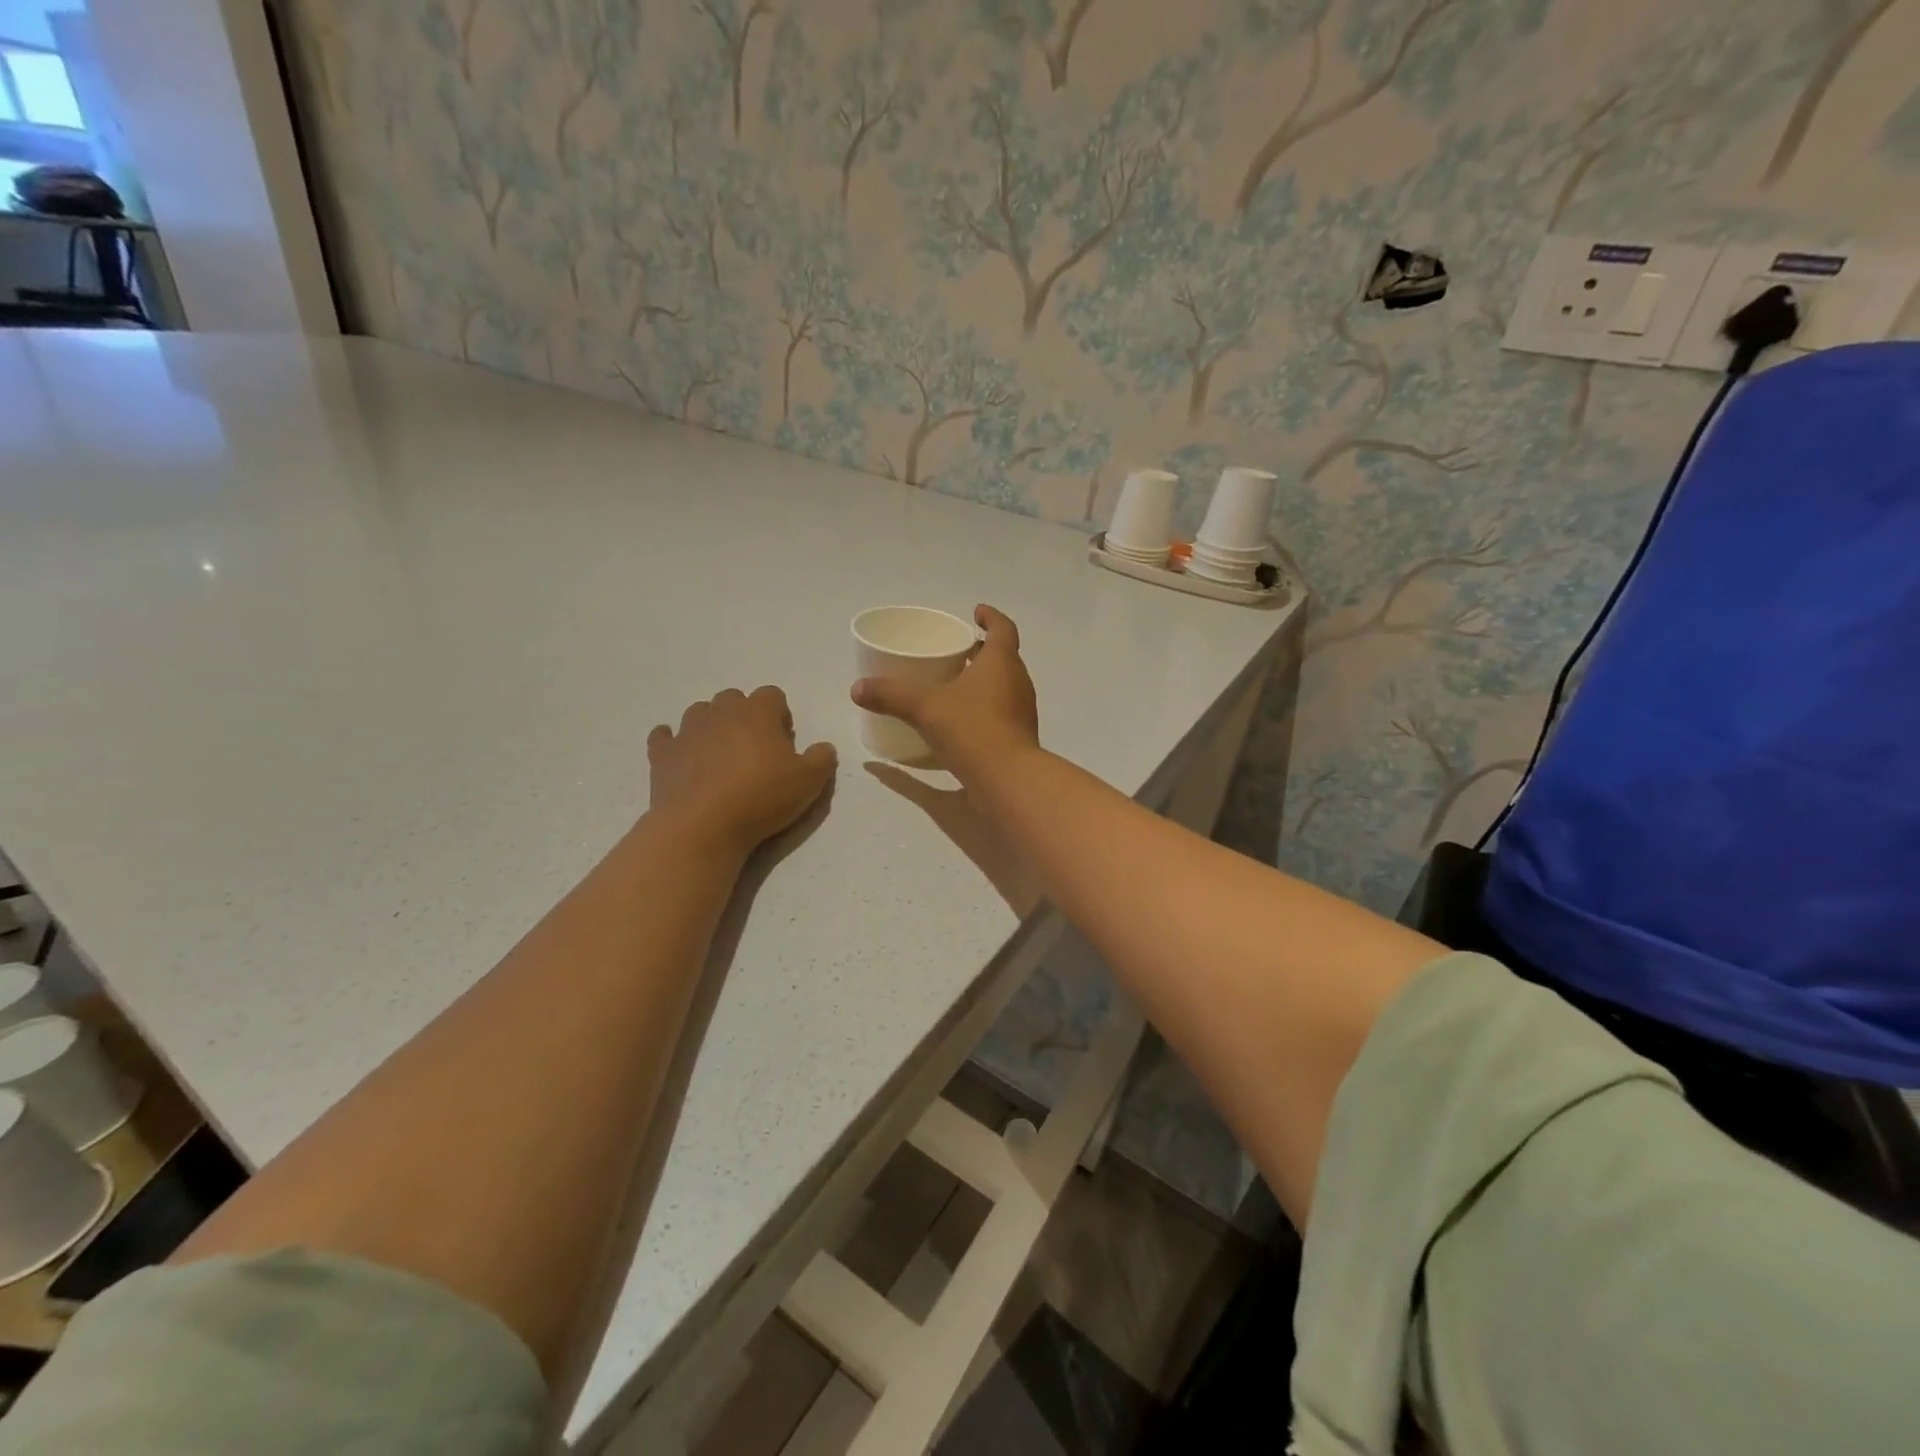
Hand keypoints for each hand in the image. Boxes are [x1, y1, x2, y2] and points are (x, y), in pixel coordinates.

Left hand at [648, 687, 836, 855]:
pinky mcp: (661, 754)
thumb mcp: (809, 782)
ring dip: (711, 727)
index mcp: (758, 712)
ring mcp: (687, 730)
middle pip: (733, 698)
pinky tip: (682, 758)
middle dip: (744, 717)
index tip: (783, 742)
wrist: (702, 825)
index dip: (779, 715)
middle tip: (754, 751)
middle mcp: (720, 712)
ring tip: (720, 757)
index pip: (772, 695)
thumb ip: (822, 758)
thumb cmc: (761, 797)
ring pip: (700, 713)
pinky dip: (673, 742)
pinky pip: (665, 737)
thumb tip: (824, 747)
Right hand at [851, 605, 1038, 771]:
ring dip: (983, 680)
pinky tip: (961, 720)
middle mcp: (1017, 681)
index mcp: (1001, 662)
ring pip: (1003, 685)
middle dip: (982, 651)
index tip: (976, 612)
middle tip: (958, 650)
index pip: (1002, 629)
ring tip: (955, 683)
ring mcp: (1021, 711)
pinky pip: (1001, 711)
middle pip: (1003, 657)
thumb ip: (891, 695)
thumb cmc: (972, 729)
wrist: (1008, 779)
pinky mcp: (1018, 737)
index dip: (991, 617)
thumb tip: (857, 688)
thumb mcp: (925, 708)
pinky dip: (984, 707)